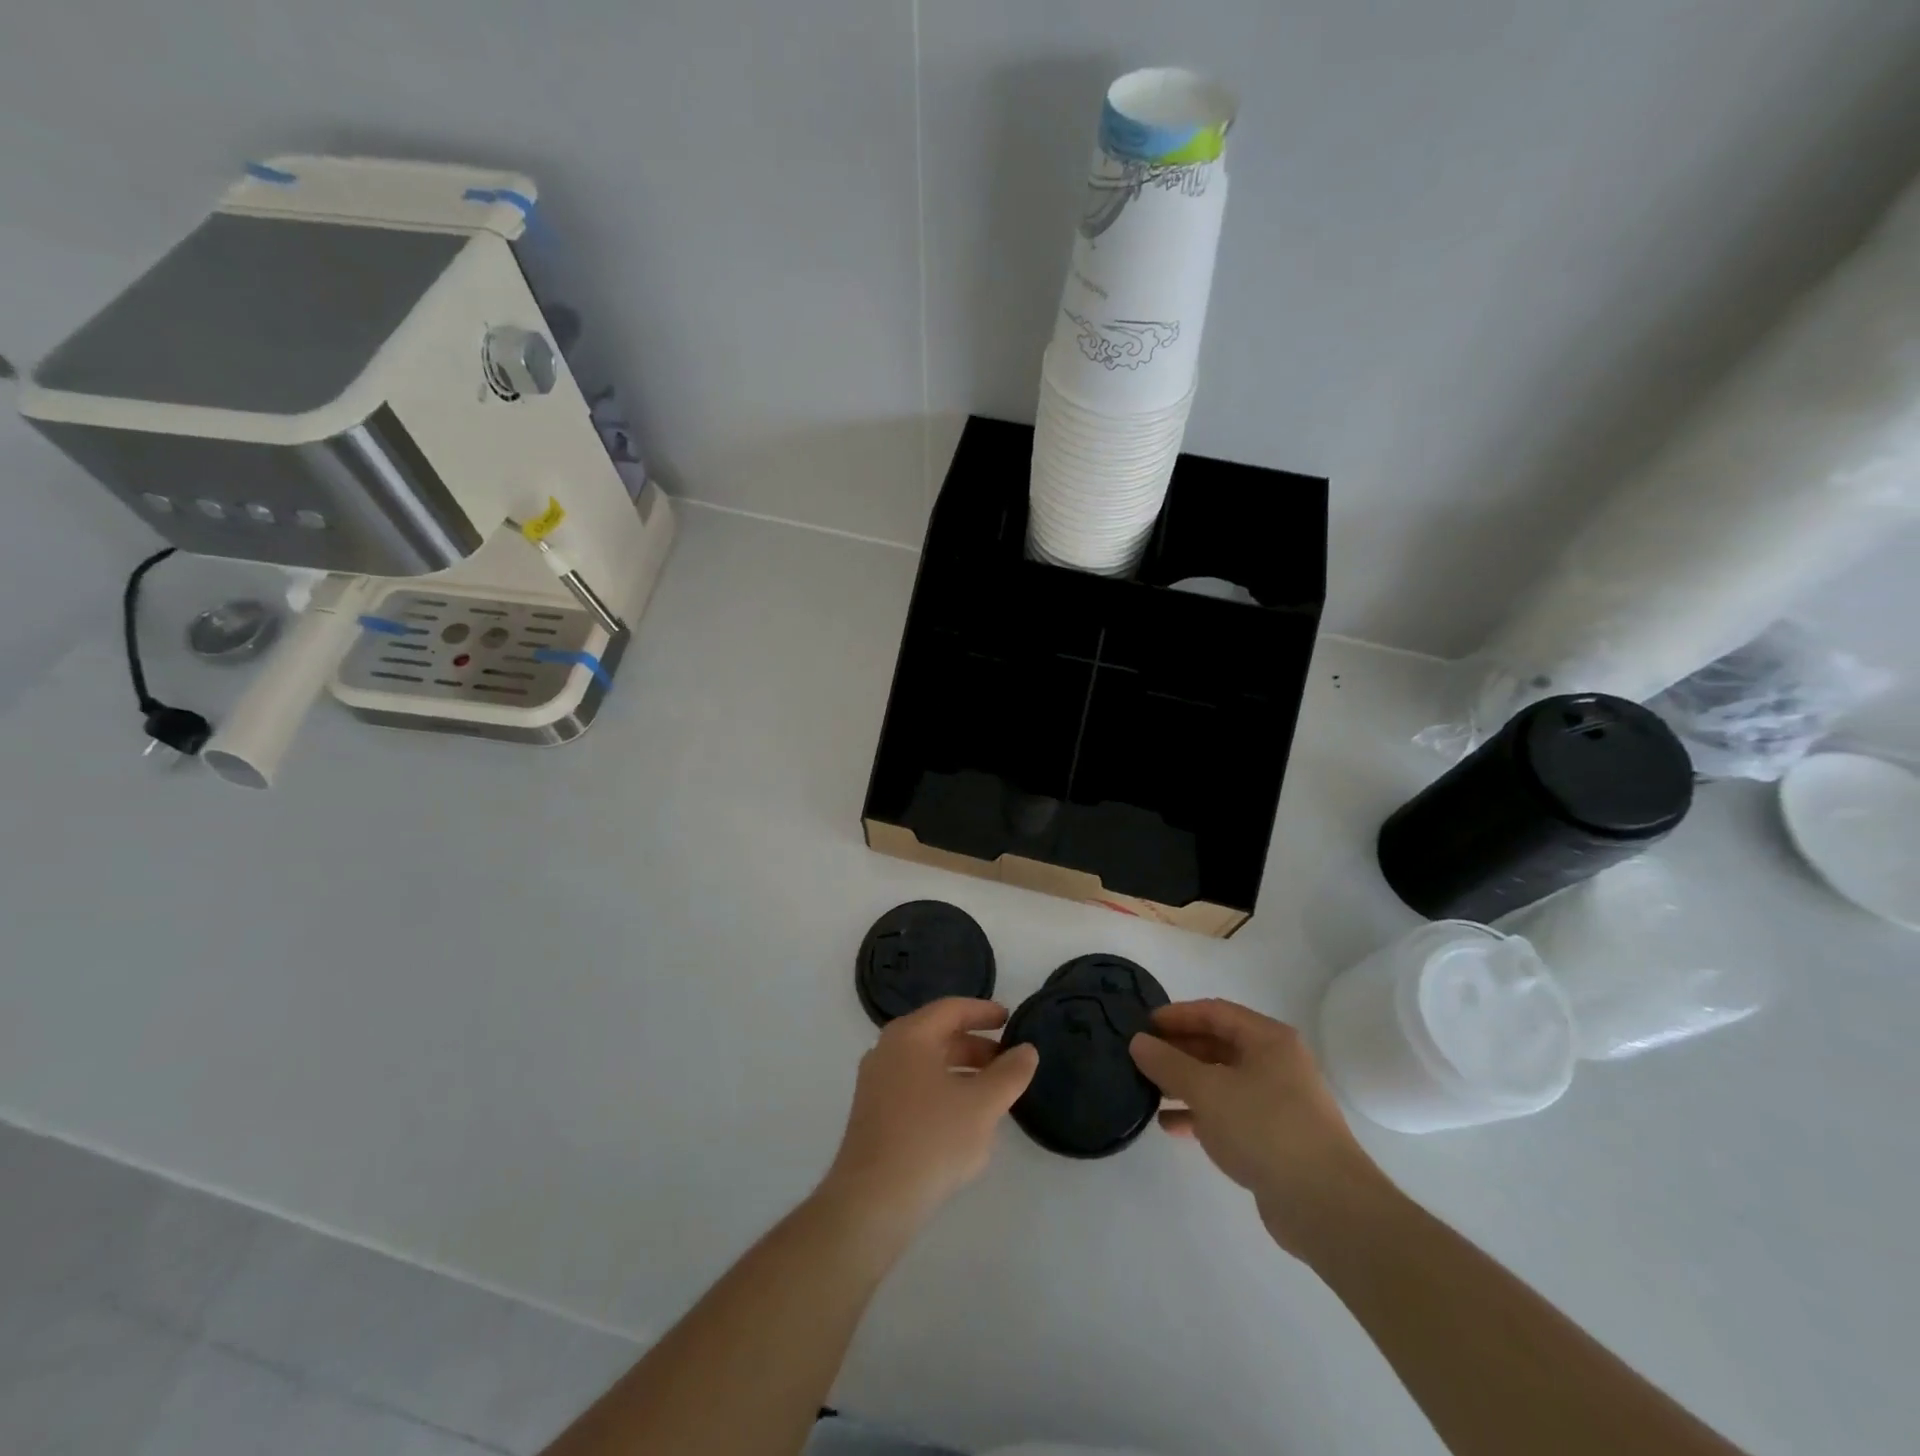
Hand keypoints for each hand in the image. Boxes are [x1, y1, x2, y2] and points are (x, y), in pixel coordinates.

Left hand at [821, 998, 1038, 1232]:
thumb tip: (1027, 1050)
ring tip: (993, 1093)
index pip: (951, 1009)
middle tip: (1008, 1062)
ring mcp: (876, 1083)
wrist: (874, 1200)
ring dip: (962, 1072)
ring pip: (927, 1065)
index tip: (1010, 1020)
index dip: (983, 1012)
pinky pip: (915, 1088)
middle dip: (976, 1046)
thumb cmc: (931, 1139)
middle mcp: (887, 1050)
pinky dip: (943, 1091)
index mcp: (909, 1036)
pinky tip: (964, 1120)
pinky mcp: (874, 1115)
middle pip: (938, 1035)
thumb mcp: (982, 1105)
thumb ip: (1009, 1074)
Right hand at [1130, 999, 1392, 1256]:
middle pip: (1218, 1045)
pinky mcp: (1274, 1137)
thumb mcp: (1207, 1091)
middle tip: (1140, 1058)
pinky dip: (1200, 1114)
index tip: (1142, 1025)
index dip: (1176, 1015)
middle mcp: (1276, 1063)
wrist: (1326, 1206)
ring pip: (1221, 1080)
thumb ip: (1168, 1063)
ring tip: (1148, 1091)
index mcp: (1268, 1040)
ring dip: (1185, 1083)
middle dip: (1178, 1050)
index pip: (1214, 1012)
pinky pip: (1229, 1113)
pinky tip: (1170, 1126)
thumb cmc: (1265, 1129)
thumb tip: (1138, 1042)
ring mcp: (1277, 1102)